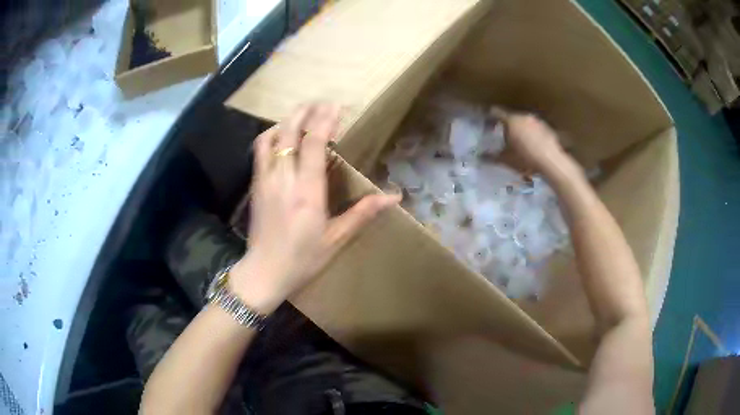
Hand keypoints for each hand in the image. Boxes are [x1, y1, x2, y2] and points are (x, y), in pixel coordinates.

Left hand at [230, 103, 400, 312]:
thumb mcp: (336, 239)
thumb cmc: (303, 259)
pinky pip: (259, 150)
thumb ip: (363, 213)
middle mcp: (284, 179)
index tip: (336, 106)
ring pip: (271, 137)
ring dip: (287, 120)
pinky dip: (271, 135)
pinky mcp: (255, 185)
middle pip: (289, 132)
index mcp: (307, 192)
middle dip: (305, 112)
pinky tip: (280, 134)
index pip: (314, 144)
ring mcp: (265, 180)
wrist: (264, 272)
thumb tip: (394, 197)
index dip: (325, 120)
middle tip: (321, 102)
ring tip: (302, 114)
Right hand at [491, 107, 567, 174]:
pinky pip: (536, 129)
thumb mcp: (506, 160)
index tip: (488, 123)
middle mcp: (524, 116)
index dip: (490, 117)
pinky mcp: (548, 129)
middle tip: (503, 136)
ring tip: (519, 143)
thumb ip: (492, 157)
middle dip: (507, 125)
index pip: (496, 112)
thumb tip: (479, 157)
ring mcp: (538, 121)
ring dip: (521, 130)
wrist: (551, 162)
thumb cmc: (525, 159)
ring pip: (525, 123)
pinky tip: (533, 147)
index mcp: (511, 120)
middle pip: (511, 117)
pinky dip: (532, 135)